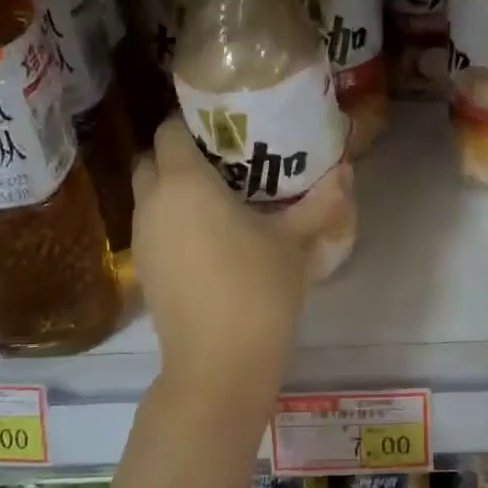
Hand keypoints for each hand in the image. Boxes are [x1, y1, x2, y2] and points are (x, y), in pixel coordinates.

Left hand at [132, 116, 310, 390]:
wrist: (218, 365)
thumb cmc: (257, 290)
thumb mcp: (294, 242)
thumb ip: (319, 202)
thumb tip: (345, 171)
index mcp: (184, 183)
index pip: (170, 129)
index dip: (193, 122)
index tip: (227, 128)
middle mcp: (153, 202)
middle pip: (151, 158)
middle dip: (179, 153)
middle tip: (223, 160)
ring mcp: (142, 238)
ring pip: (148, 194)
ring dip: (173, 187)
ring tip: (220, 197)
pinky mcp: (143, 269)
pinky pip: (152, 225)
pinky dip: (171, 219)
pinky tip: (209, 236)